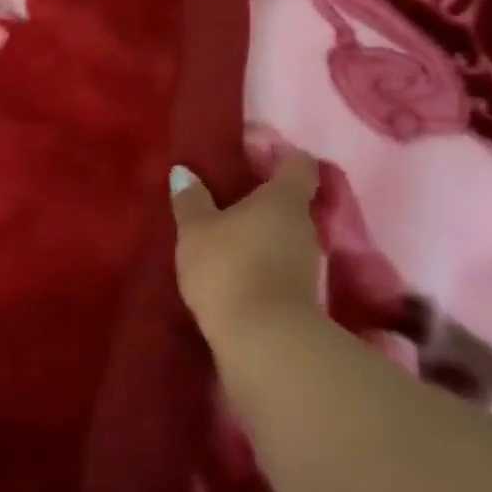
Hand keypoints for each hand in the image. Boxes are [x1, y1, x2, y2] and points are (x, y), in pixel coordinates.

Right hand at [170, 154, 322, 345]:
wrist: (263, 338)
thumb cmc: (228, 267)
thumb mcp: (196, 230)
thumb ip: (191, 199)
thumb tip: (184, 172)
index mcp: (283, 200)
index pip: (298, 164)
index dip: (280, 154)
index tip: (254, 153)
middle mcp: (304, 225)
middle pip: (290, 200)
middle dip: (262, 196)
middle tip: (226, 195)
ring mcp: (307, 261)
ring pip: (284, 233)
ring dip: (259, 231)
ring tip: (223, 232)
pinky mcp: (300, 292)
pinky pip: (279, 261)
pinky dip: (260, 258)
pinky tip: (232, 265)